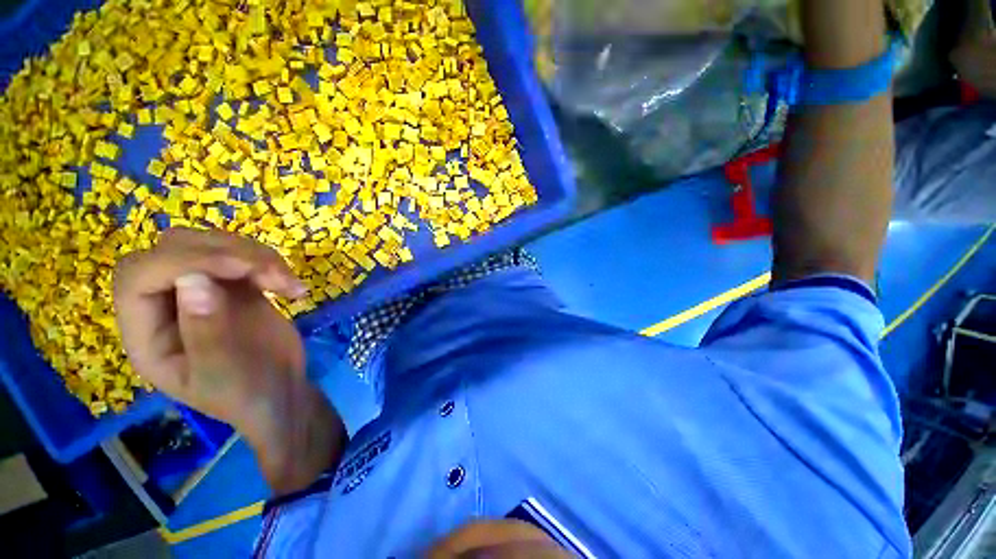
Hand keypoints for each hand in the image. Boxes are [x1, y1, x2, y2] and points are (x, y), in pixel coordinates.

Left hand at [115, 228, 346, 493]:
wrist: (280, 391)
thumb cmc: (247, 395)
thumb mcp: (223, 375)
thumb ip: (206, 331)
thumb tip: (194, 281)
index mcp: (146, 333)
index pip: (139, 277)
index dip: (181, 262)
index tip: (239, 268)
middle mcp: (165, 304)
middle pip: (173, 249)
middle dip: (224, 253)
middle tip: (272, 275)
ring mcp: (201, 291)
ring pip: (211, 244)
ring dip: (254, 255)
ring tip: (287, 283)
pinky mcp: (234, 286)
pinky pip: (244, 256)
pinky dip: (270, 263)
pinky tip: (291, 286)